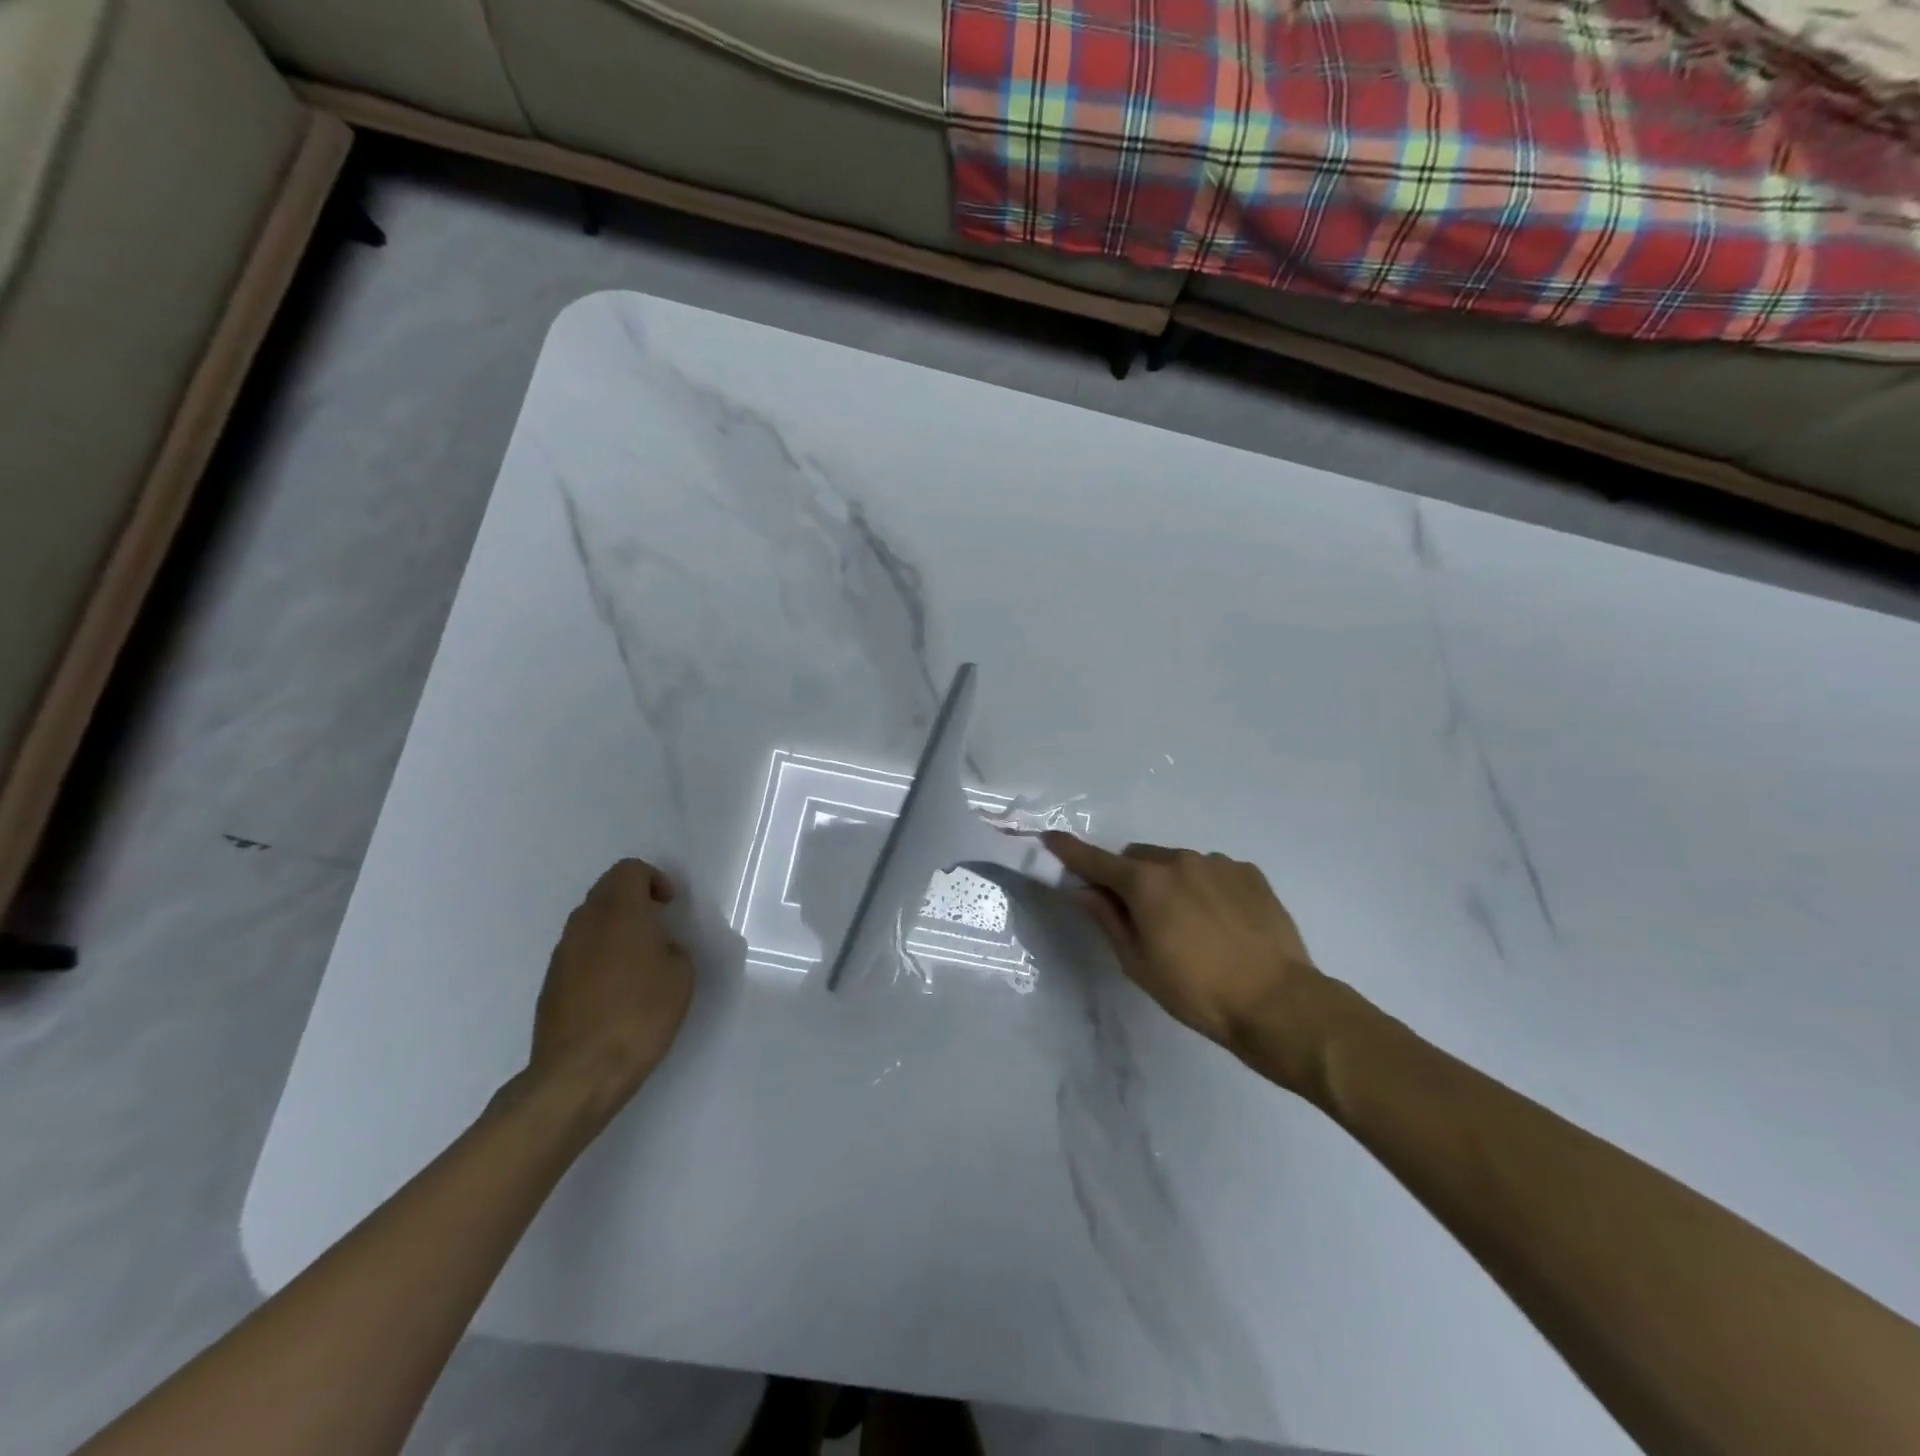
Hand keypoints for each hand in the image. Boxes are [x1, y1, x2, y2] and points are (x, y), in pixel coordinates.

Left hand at [528, 858, 693, 1123]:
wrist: (580, 1072)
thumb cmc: (640, 1015)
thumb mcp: (681, 976)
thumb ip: (672, 947)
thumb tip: (658, 947)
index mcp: (619, 912)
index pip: (629, 870)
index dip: (653, 879)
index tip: (670, 905)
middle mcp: (585, 924)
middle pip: (606, 891)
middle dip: (633, 899)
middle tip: (658, 926)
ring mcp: (562, 954)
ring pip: (589, 921)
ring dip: (614, 927)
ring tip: (639, 959)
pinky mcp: (551, 983)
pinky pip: (579, 951)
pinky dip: (599, 954)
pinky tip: (616, 989)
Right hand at [1043, 833, 1337, 1087]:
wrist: (1278, 1002)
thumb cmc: (1197, 991)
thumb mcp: (1139, 963)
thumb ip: (1107, 919)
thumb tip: (1082, 890)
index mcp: (1146, 883)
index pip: (1096, 860)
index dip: (1070, 850)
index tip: (1050, 837)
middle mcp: (1179, 861)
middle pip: (1138, 857)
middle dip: (1129, 877)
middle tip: (1138, 914)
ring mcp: (1218, 863)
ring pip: (1176, 863)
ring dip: (1169, 882)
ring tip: (1189, 925)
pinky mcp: (1249, 873)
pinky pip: (1212, 871)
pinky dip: (1203, 887)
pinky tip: (1220, 922)